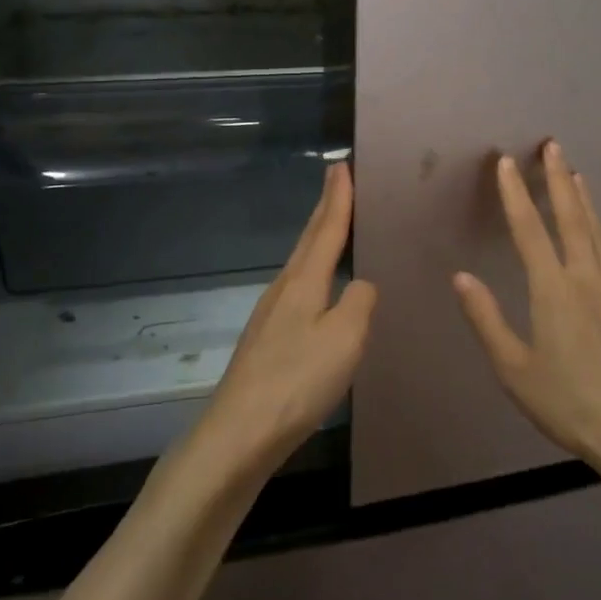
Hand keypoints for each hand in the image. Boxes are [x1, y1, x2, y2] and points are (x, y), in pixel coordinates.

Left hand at [196, 163, 377, 472]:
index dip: (338, 198)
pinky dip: (313, 273)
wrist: (240, 433)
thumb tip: (360, 286)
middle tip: (336, 180)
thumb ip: (359, 302)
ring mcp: (270, 316)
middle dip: (324, 209)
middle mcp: (283, 290)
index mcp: (303, 282)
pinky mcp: (267, 341)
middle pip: (308, 241)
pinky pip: (297, 291)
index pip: (327, 230)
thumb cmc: (297, 380)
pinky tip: (319, 290)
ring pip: (300, 265)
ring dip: (317, 240)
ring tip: (331, 226)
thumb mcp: (345, 338)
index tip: (341, 166)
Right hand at [453, 142, 600, 469]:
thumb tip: (461, 278)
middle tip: (553, 146)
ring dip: (585, 200)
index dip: (515, 194)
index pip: (529, 230)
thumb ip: (486, 319)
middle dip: (559, 179)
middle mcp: (585, 278)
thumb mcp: (514, 368)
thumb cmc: (567, 401)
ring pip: (597, 232)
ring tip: (577, 174)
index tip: (506, 163)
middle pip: (571, 218)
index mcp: (553, 290)